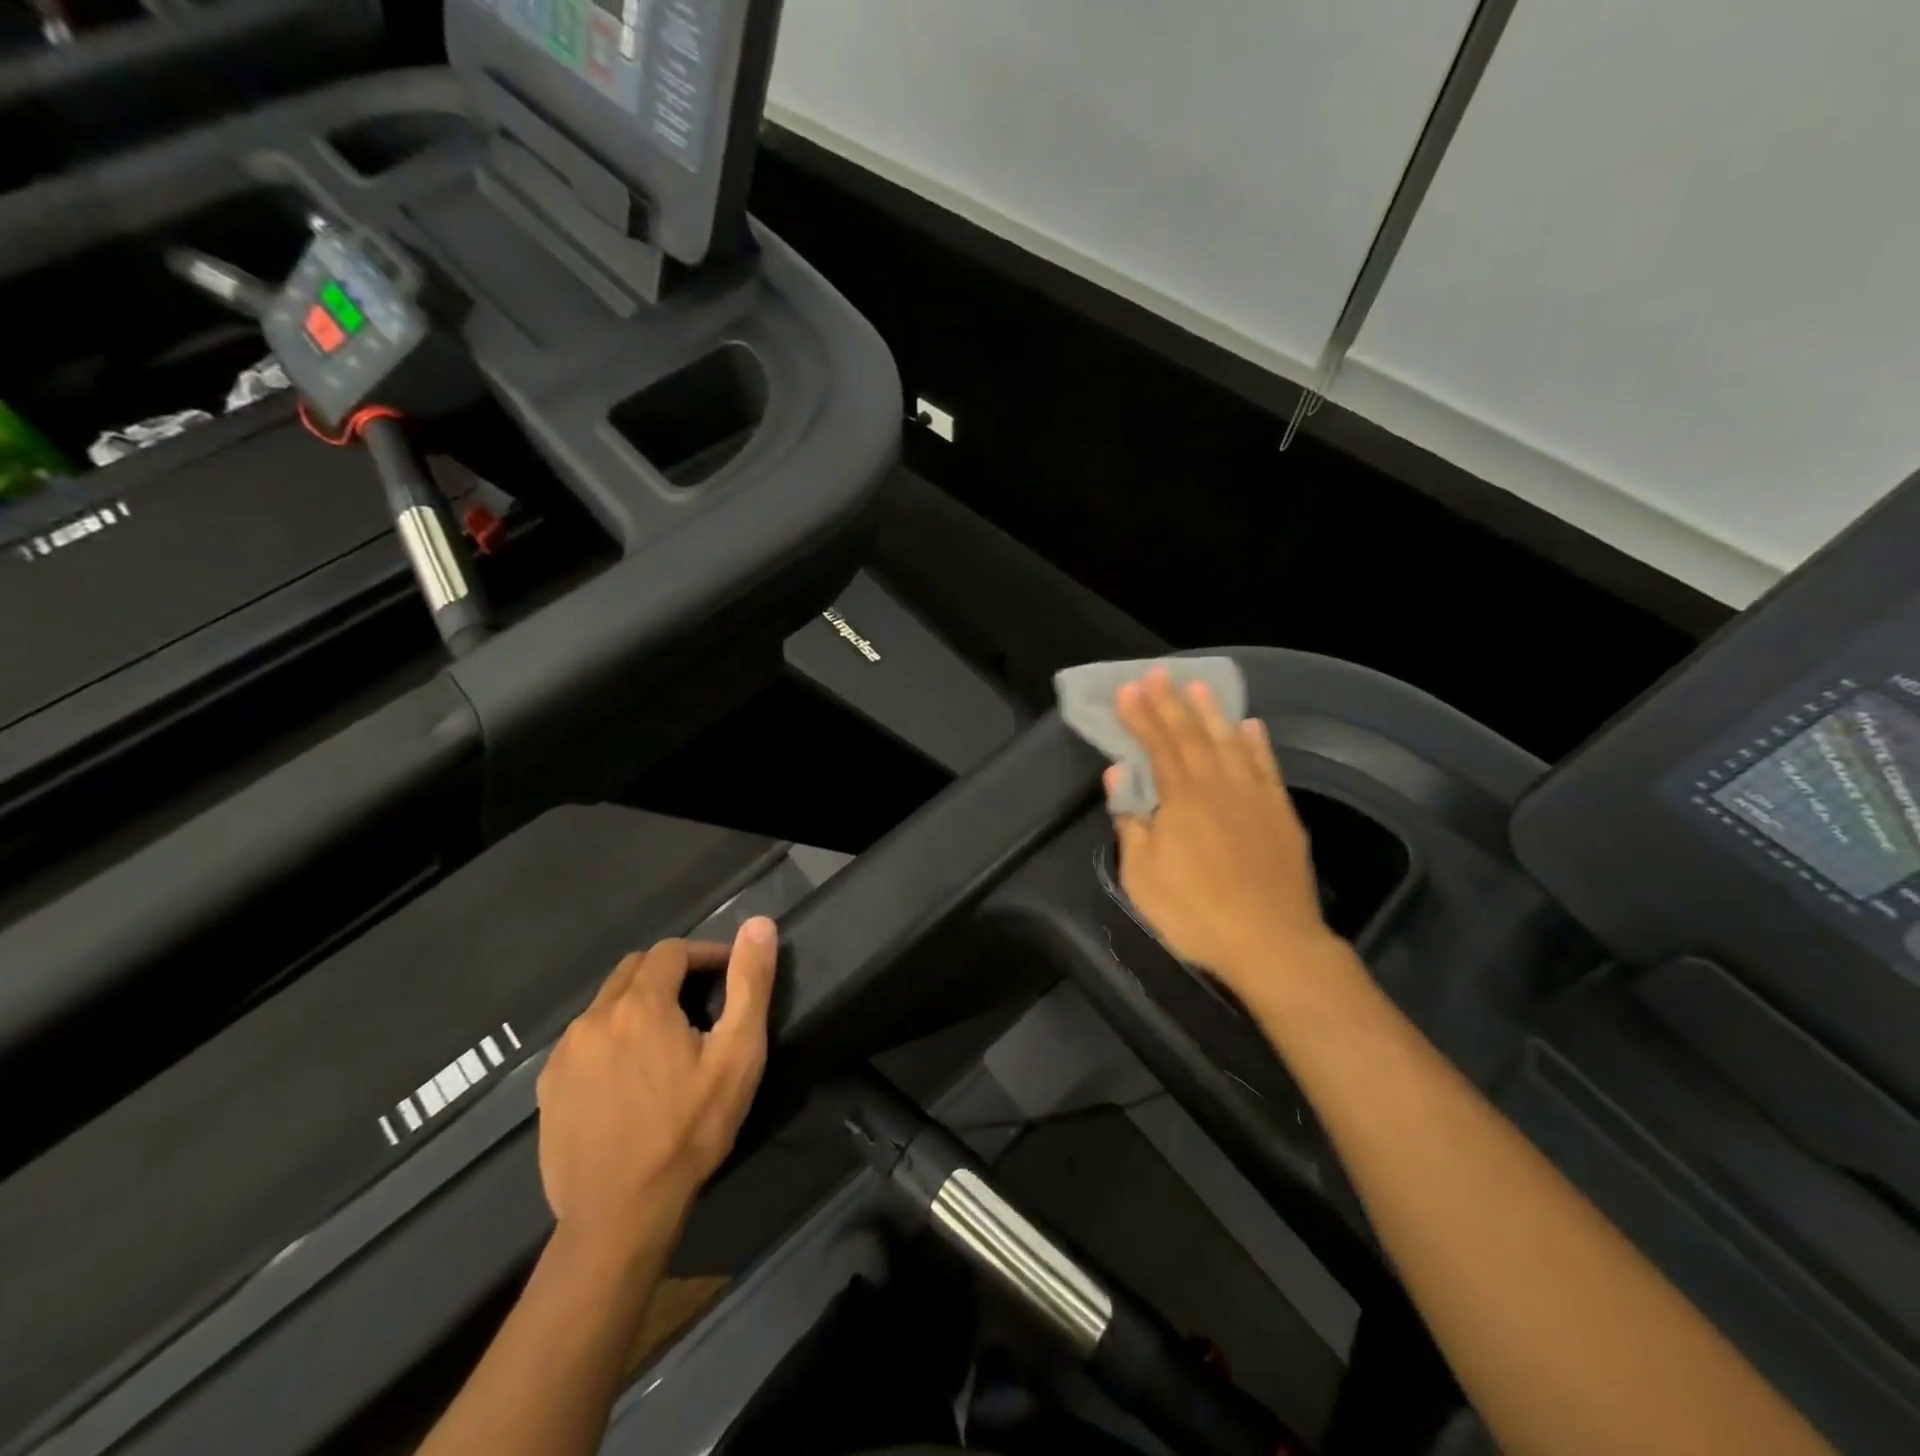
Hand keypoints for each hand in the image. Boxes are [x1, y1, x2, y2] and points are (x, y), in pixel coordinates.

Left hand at [536, 919, 777, 1260]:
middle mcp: (594, 1017)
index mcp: (640, 1003)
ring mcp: (565, 1054)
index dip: (704, 954)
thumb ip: (750, 983)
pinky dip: (611, 1039)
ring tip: (668, 1041)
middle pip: (634, 970)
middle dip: (670, 974)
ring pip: (607, 1005)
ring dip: (639, 1005)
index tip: (728, 974)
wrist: (620, 1215)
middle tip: (702, 1004)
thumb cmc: (689, 1130)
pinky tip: (630, 1076)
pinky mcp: (549, 1088)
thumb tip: (759, 923)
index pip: (671, 950)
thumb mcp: (737, 1054)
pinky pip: (585, 1041)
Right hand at [1111, 669, 1340, 1001]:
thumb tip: (1119, 774)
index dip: (1141, 716)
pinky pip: (1268, 768)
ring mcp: (1255, 798)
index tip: (1127, 690)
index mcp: (1182, 799)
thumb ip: (1131, 821)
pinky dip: (1258, 744)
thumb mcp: (1142, 875)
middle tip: (1158, 674)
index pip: (1157, 746)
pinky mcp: (1282, 815)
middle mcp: (1219, 786)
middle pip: (1192, 736)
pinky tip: (1252, 726)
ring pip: (1231, 743)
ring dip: (1213, 713)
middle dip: (1172, 704)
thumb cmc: (1194, 913)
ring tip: (1200, 687)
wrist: (1271, 943)